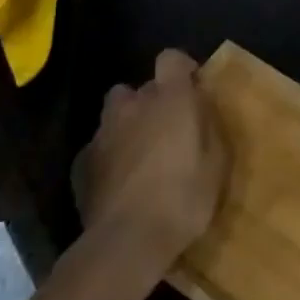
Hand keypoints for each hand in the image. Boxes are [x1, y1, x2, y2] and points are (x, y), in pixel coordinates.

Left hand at [79, 49, 226, 272]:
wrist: (128, 240)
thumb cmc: (184, 197)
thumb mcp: (218, 162)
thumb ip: (209, 126)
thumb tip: (200, 108)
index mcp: (170, 99)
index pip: (171, 58)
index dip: (182, 69)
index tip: (193, 90)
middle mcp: (132, 106)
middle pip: (140, 88)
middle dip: (154, 102)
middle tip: (170, 130)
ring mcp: (102, 133)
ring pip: (115, 114)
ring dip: (129, 125)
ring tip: (143, 154)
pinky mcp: (82, 162)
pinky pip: (100, 146)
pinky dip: (111, 155)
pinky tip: (122, 182)